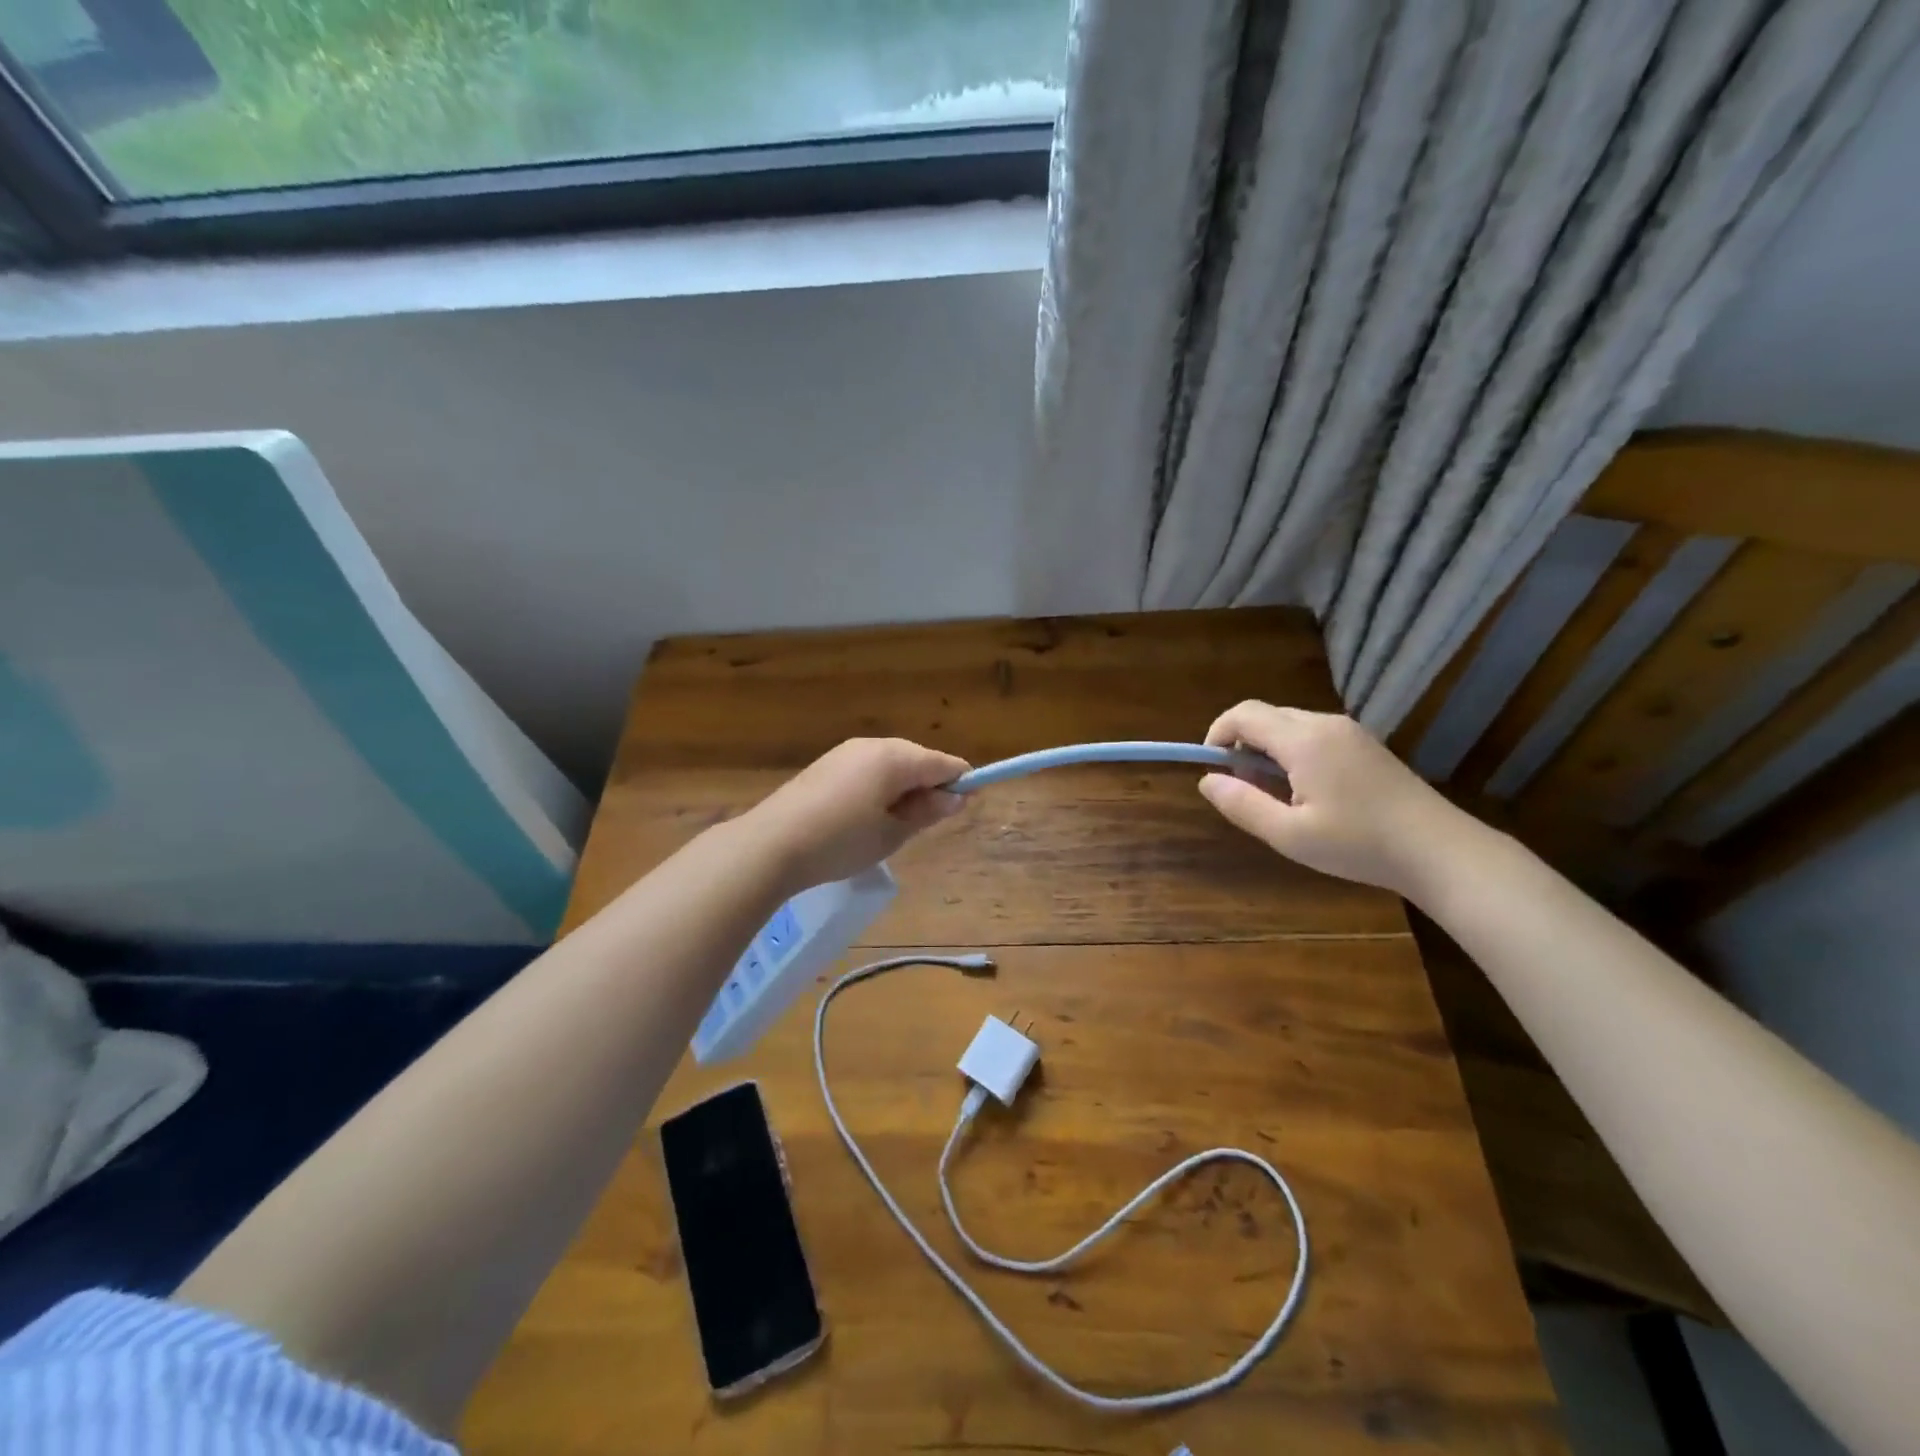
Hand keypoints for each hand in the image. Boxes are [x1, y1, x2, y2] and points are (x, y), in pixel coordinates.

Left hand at [742, 737, 969, 892]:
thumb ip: (927, 812)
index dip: (961, 783)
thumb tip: (956, 798)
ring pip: (892, 763)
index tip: (965, 807)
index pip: (944, 763)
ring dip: (903, 787)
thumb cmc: (840, 841)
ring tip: (892, 825)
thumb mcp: (891, 834)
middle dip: (929, 785)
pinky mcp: (827, 764)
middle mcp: (874, 745)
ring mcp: (847, 752)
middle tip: (924, 824)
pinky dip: (879, 787)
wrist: (771, 844)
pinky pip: (868, 768)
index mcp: (896, 758)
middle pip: (918, 758)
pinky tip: (865, 816)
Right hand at [1198, 702, 1470, 897]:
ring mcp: (1349, 731)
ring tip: (1275, 797)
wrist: (1439, 850)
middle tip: (1244, 789)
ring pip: (1289, 725)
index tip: (1212, 769)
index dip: (1216, 734)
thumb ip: (1241, 804)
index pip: (1243, 715)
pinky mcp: (1365, 744)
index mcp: (1303, 740)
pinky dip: (1293, 754)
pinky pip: (1313, 735)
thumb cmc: (1358, 844)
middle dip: (1242, 745)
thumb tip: (1206, 780)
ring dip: (1268, 751)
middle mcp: (1325, 724)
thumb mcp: (1289, 834)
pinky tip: (1307, 793)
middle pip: (1266, 716)